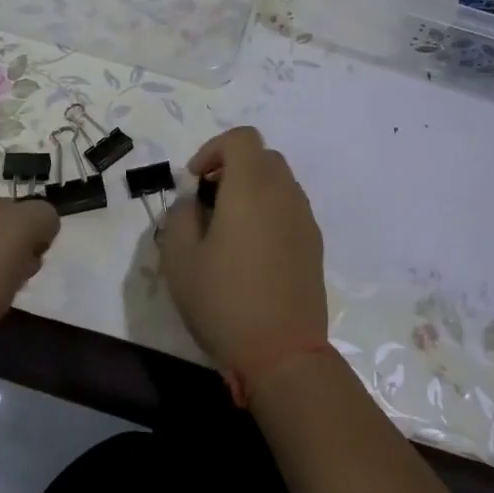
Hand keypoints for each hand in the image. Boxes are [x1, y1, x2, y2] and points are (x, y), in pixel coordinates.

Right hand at [159, 127, 326, 371]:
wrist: (282, 353)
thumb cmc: (224, 301)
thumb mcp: (180, 259)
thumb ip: (180, 216)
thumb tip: (193, 202)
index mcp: (251, 188)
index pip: (242, 139)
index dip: (213, 149)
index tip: (195, 181)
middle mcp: (284, 194)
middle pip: (263, 156)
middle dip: (232, 167)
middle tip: (208, 199)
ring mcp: (304, 219)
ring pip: (279, 182)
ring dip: (252, 188)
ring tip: (228, 227)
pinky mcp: (314, 244)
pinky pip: (290, 208)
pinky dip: (269, 210)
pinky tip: (251, 250)